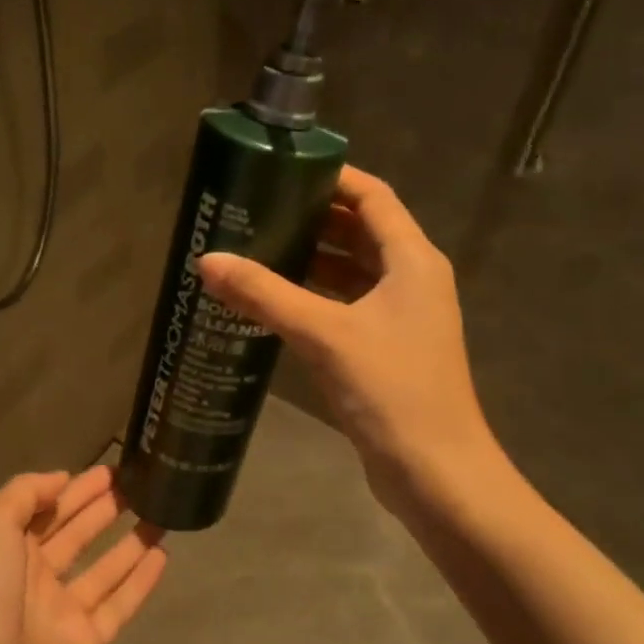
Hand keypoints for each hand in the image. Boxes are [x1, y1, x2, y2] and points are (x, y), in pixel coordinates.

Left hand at [0, 466, 165, 643]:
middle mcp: (36, 578)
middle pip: (77, 535)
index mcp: (9, 550)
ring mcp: (64, 612)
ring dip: (130, 542)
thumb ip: (23, 494)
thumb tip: (61, 479)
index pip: (47, 510)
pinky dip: (141, 582)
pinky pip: (120, 605)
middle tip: (140, 486)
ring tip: (161, 514)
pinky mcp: (89, 643)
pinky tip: (163, 556)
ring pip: (104, 569)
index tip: (110, 470)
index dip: (76, 489)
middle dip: (104, 509)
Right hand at [198, 165, 501, 520]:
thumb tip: (208, 261)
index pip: (373, 196)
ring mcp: (401, 317)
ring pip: (352, 271)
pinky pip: (346, 306)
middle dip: (312, 218)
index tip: (282, 171)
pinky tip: (274, 303)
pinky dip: (314, 297)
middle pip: (361, 231)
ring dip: (310, 259)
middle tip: (257, 210)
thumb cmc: (391, 389)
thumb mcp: (324, 334)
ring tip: (256, 249)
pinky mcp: (386, 349)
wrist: (436, 472)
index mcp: (412, 260)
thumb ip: (265, 294)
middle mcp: (411, 280)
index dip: (332, 178)